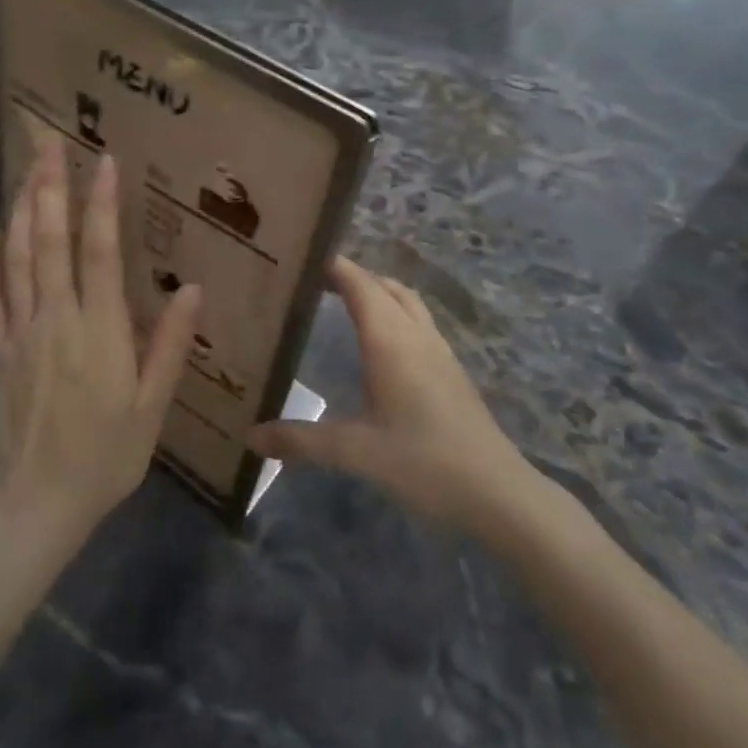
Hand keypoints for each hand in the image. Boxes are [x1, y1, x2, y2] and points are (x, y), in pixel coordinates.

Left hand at [0, 137, 201, 547]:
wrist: (40, 501)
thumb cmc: (107, 455)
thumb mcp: (153, 406)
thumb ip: (170, 346)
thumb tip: (194, 290)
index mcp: (99, 332)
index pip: (100, 253)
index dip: (102, 205)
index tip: (104, 161)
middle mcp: (56, 320)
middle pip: (49, 241)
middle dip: (50, 186)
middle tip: (49, 141)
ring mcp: (20, 332)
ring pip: (17, 258)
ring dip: (20, 208)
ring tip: (26, 168)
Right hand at [248, 256, 528, 530]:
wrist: (497, 491)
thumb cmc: (424, 462)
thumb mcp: (355, 452)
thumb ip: (301, 441)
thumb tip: (250, 436)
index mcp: (391, 341)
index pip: (360, 284)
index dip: (334, 266)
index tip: (302, 256)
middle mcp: (417, 335)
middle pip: (385, 287)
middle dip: (353, 275)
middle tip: (314, 281)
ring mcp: (440, 352)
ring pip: (407, 303)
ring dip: (378, 292)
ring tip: (344, 302)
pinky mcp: (451, 371)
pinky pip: (419, 323)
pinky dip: (395, 314)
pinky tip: (381, 345)